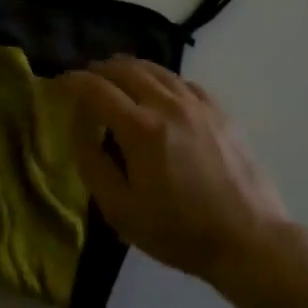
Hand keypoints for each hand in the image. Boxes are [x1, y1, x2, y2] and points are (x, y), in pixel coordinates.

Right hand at [58, 58, 289, 288]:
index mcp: (140, 128)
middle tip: (84, 81)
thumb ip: (93, 162)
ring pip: (156, 69)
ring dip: (129, 68)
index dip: (72, 81)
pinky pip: (182, 81)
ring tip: (115, 78)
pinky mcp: (219, 111)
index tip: (58, 84)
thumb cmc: (178, 232)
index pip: (96, 88)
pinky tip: (157, 92)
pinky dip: (160, 79)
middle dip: (99, 70)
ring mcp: (198, 104)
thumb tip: (79, 126)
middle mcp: (168, 104)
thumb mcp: (120, 210)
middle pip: (126, 69)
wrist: (248, 239)